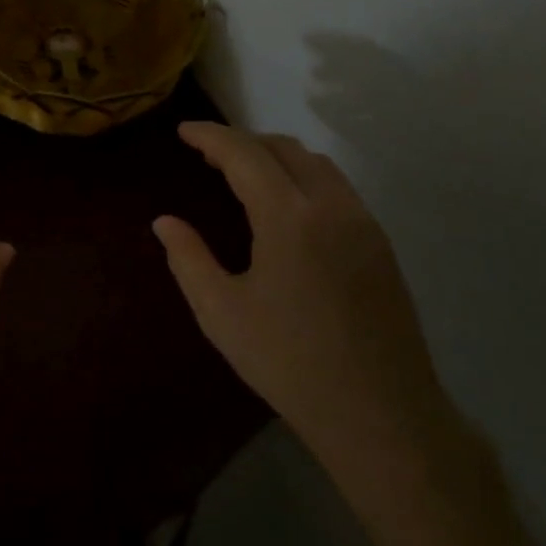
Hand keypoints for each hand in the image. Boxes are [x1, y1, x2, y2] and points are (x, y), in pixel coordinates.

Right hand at [153, 122, 459, 498]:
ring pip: (317, 165)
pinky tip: (286, 208)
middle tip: (208, 155)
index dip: (211, 137)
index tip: (184, 132)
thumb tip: (165, 222)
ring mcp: (363, 224)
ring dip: (277, 157)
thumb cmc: (289, 363)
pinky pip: (338, 189)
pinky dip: (304, 178)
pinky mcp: (380, 246)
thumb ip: (188, 259)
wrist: (380, 413)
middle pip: (285, 149)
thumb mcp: (220, 313)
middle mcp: (332, 206)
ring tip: (245, 176)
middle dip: (243, 142)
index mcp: (289, 217)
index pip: (245, 154)